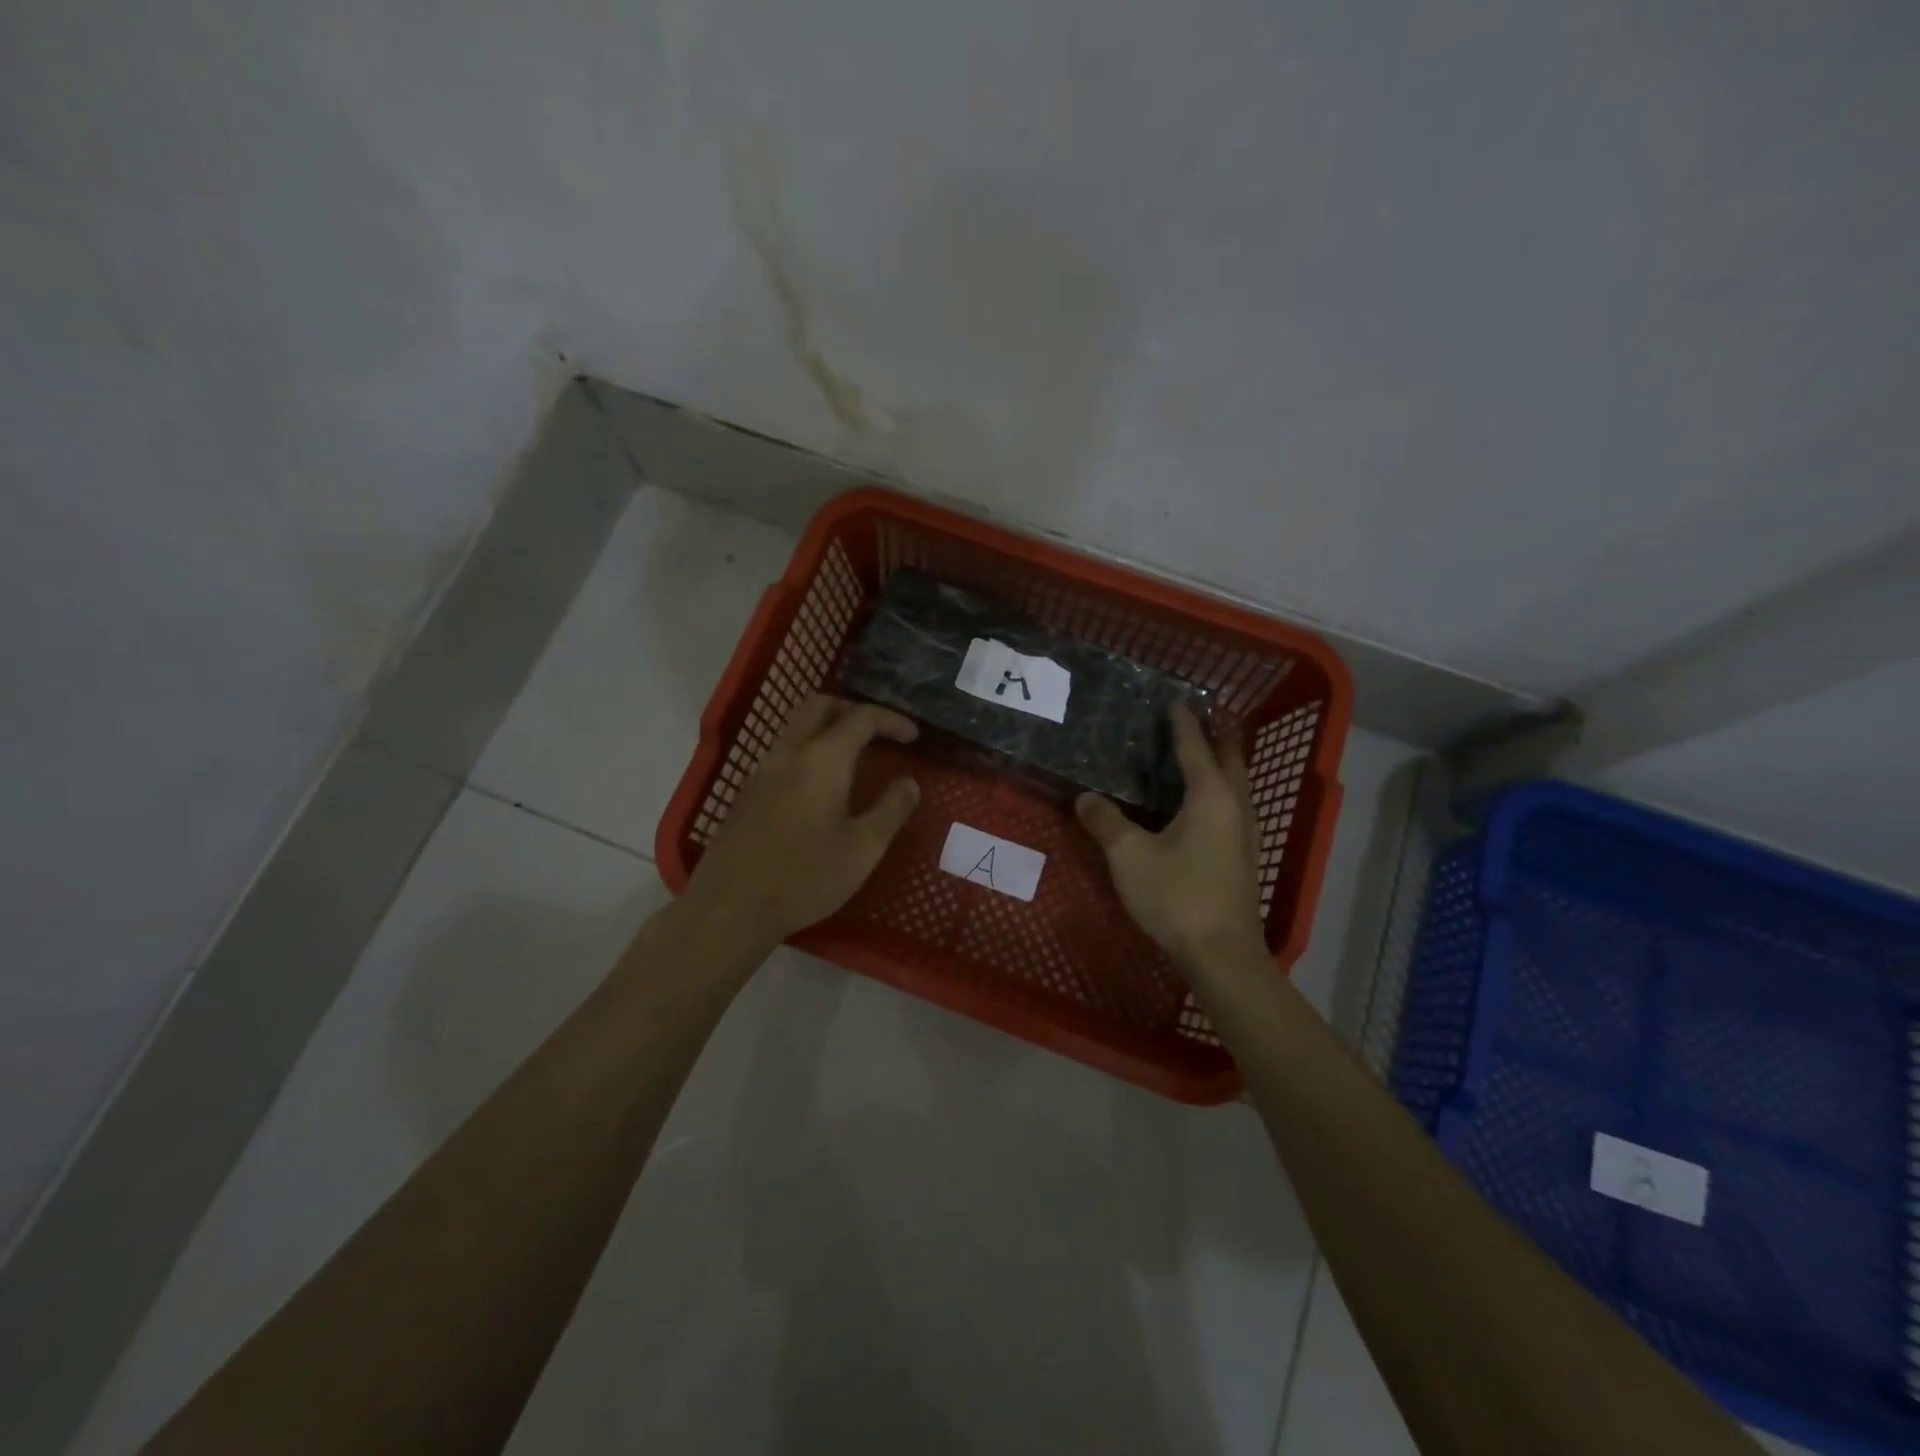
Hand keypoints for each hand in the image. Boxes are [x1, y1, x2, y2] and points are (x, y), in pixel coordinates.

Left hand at [682, 695, 920, 942]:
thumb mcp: (863, 849)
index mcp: (822, 760)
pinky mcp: (746, 793)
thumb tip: (909, 783)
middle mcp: (788, 754)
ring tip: (853, 756)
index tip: (913, 736)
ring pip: (795, 727)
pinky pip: (782, 752)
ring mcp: (761, 771)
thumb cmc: (805, 878)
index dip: (890, 720)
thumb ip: (890, 810)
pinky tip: (820, 786)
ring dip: (827, 727)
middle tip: (878, 732)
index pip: (860, 718)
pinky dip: (808, 749)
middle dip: (853, 709)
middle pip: (819, 706)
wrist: (730, 908)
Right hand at [1075, 704, 1266, 974]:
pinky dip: (1220, 792)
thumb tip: (1085, 798)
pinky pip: (1233, 808)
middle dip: (1217, 737)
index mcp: (1210, 796)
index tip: (1176, 701)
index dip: (1183, 724)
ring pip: (1237, 786)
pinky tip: (1203, 806)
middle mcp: (1234, 807)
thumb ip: (1106, 822)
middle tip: (1202, 718)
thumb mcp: (1129, 855)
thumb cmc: (1176, 895)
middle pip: (1230, 760)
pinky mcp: (1242, 858)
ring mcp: (1244, 834)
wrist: (1221, 953)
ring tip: (1204, 755)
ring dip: (1223, 764)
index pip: (1195, 748)